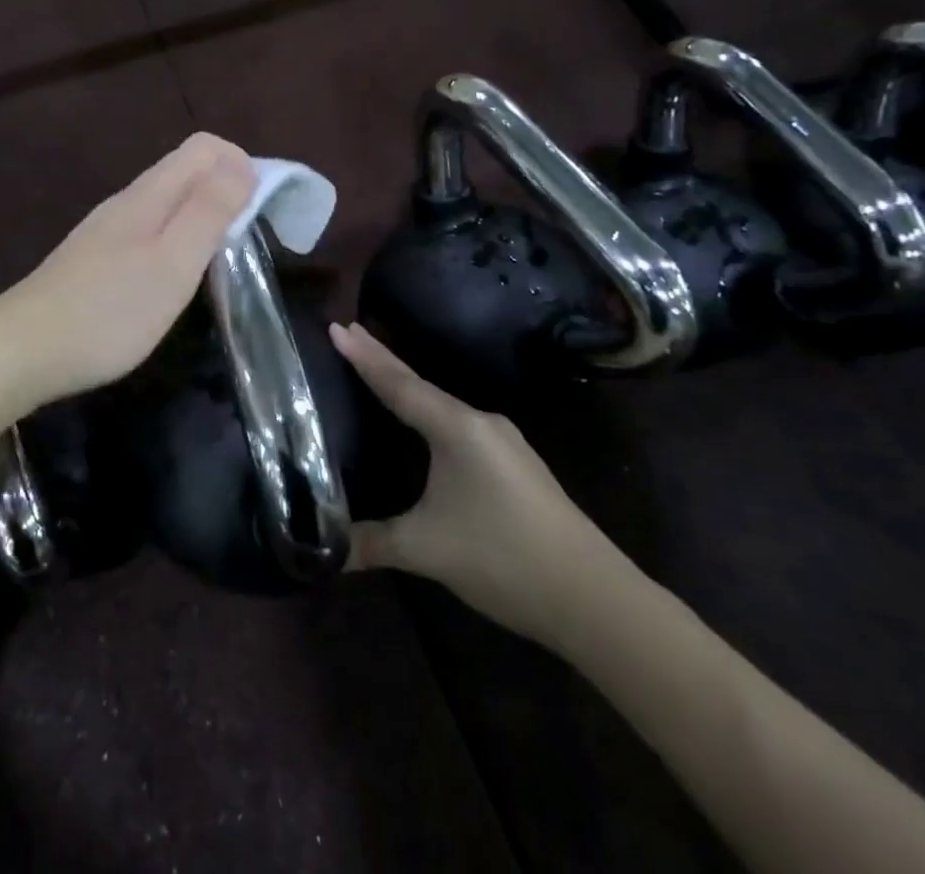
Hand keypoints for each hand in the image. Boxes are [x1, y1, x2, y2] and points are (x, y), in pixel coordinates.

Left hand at [6, 133, 256, 400]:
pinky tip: (175, 277)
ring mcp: (108, 229)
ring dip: (203, 214)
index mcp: (149, 194)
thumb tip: (243, 165)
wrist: (24, 349)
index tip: (262, 208)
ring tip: (220, 258)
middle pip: (186, 170)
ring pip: (168, 201)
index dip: (241, 164)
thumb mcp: (172, 263)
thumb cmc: (109, 310)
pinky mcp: (96, 258)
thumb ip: (208, 212)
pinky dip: (177, 238)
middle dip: (226, 188)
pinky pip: (150, 229)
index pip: (204, 147)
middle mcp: (127, 201)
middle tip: (249, 237)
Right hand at [330, 323, 636, 649]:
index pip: (399, 384)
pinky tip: (424, 426)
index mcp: (457, 428)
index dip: (364, 357)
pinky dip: (431, 414)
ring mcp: (505, 443)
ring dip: (408, 387)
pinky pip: (460, 426)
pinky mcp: (517, 466)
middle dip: (382, 360)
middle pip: (420, 385)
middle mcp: (481, 423)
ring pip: (442, 406)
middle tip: (349, 331)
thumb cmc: (504, 558)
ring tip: (378, 372)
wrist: (596, 599)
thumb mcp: (427, 550)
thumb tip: (327, 551)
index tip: (337, 325)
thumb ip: (372, 543)